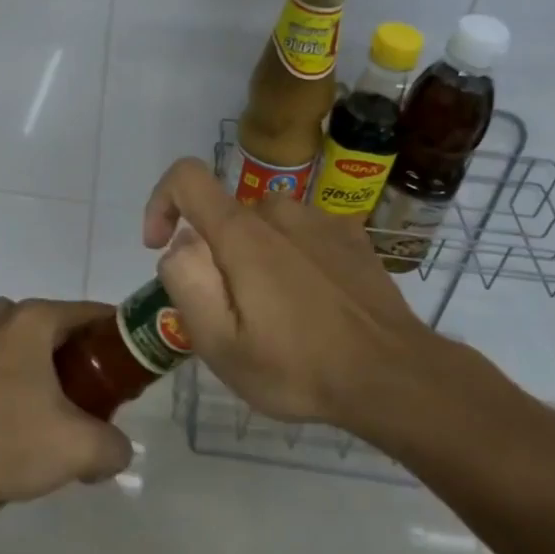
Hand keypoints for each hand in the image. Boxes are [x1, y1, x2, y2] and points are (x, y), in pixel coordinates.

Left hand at [0, 297, 133, 511]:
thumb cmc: (1, 442)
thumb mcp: (77, 450)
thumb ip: (113, 447)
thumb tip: (117, 451)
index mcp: (30, 320)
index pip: (87, 313)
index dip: (113, 335)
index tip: (126, 363)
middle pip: (48, 329)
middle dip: (70, 357)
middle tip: (85, 395)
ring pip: (8, 348)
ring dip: (27, 372)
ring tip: (37, 417)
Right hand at [143, 157, 506, 434]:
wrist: (393, 376)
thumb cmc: (298, 367)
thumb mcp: (221, 346)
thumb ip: (186, 284)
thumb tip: (181, 245)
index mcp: (242, 233)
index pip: (187, 176)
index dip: (161, 201)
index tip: (161, 246)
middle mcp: (279, 211)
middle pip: (225, 215)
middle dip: (215, 255)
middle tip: (233, 314)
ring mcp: (321, 219)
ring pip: (264, 225)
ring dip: (255, 257)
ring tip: (276, 314)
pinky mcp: (350, 235)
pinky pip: (301, 234)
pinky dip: (291, 258)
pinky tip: (312, 303)